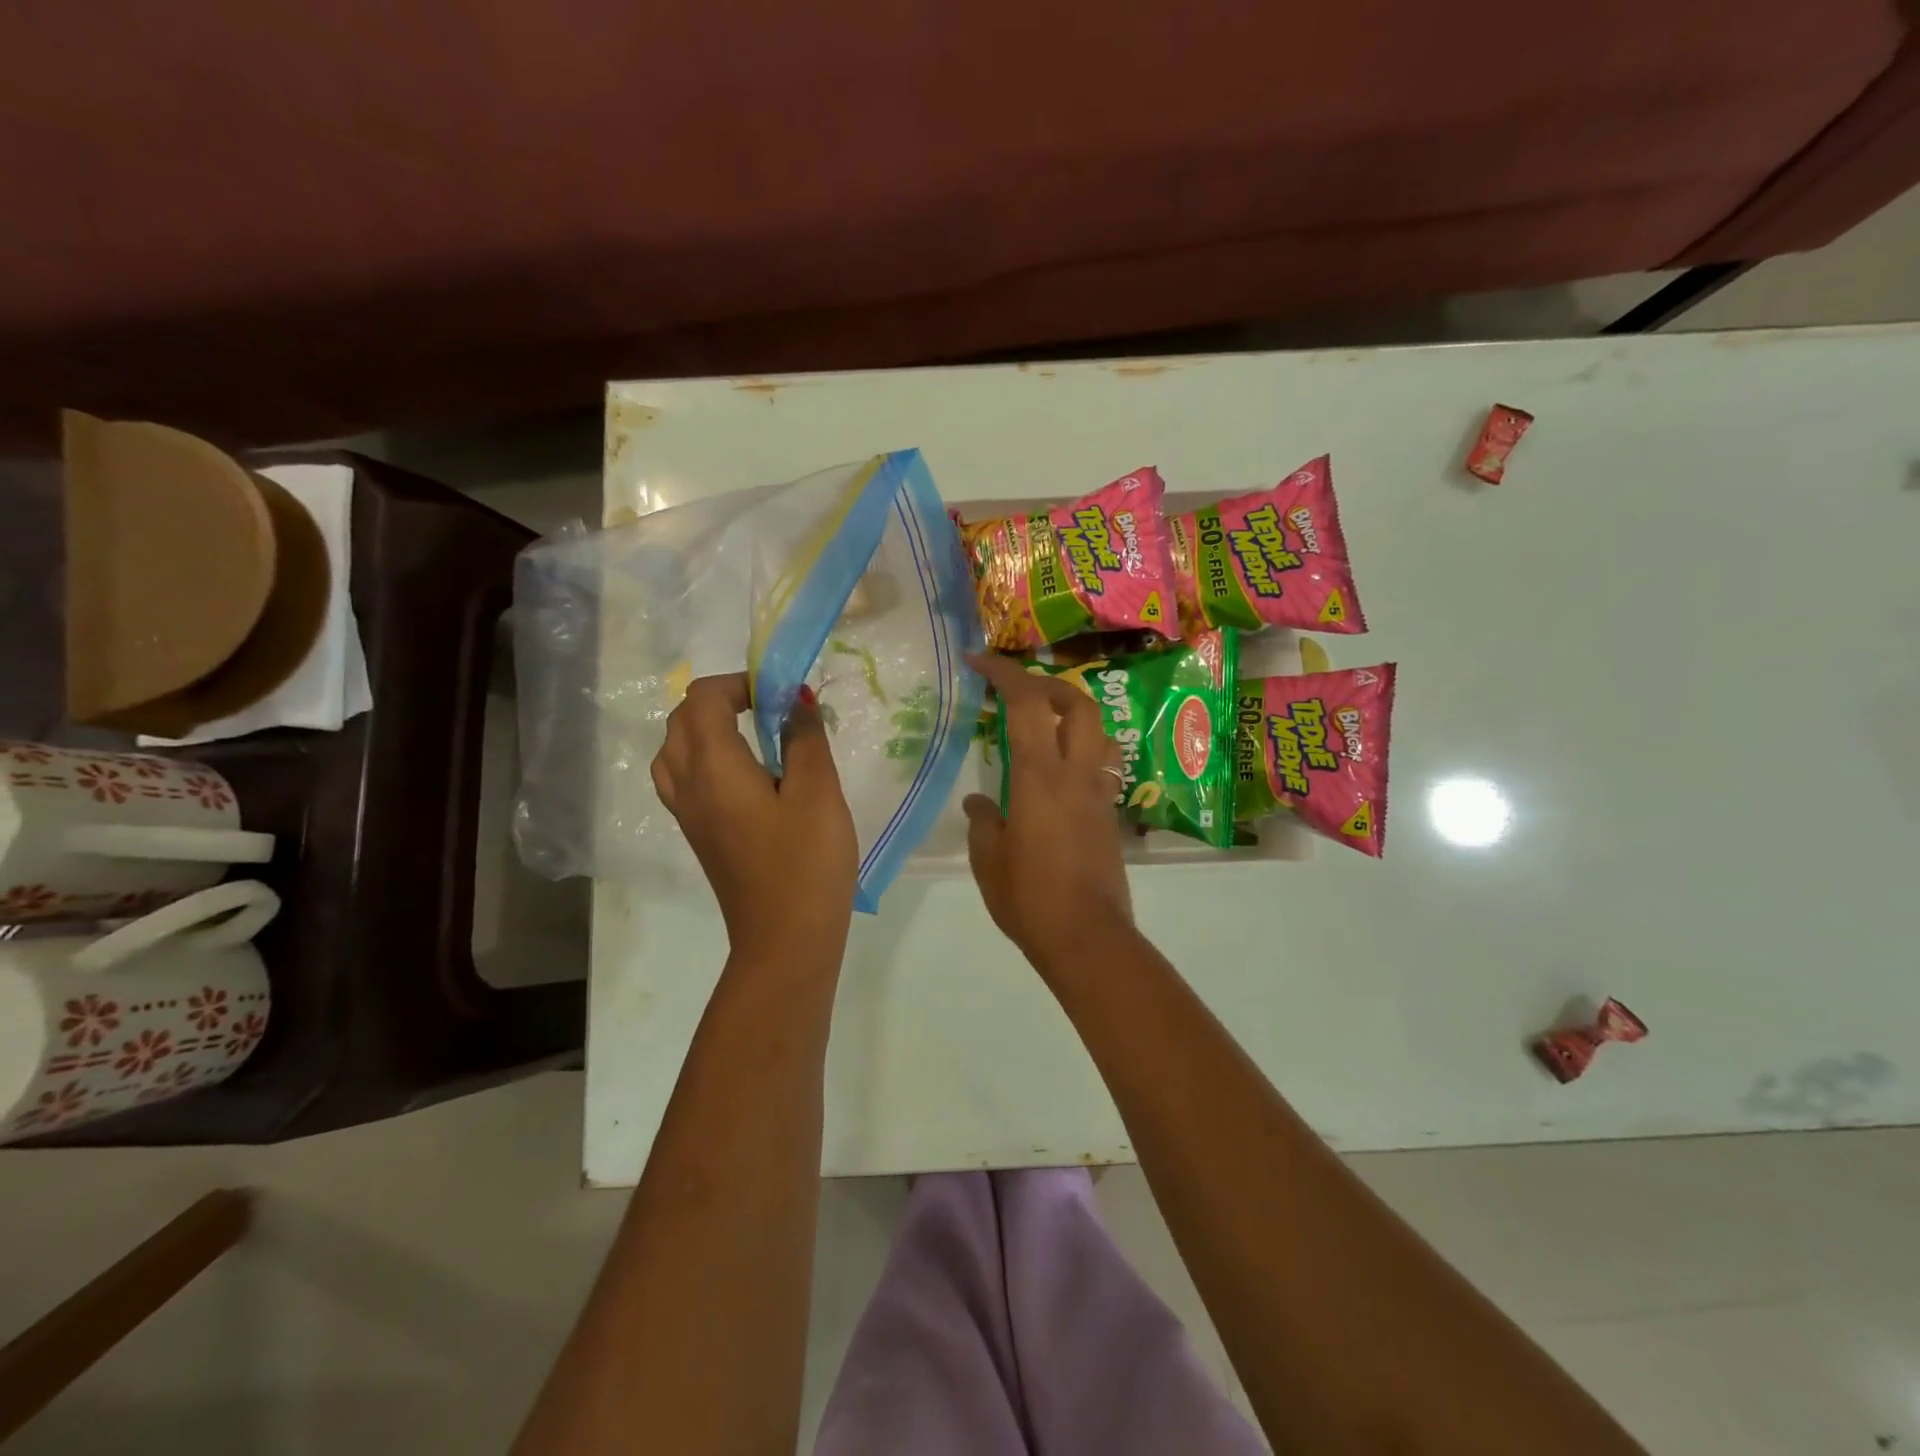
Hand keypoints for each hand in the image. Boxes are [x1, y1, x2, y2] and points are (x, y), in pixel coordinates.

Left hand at [651, 674, 857, 966]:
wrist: (785, 939)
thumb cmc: (805, 862)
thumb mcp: (817, 792)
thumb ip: (805, 738)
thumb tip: (796, 701)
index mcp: (712, 767)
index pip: (703, 699)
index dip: (739, 682)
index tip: (782, 693)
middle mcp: (687, 784)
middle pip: (681, 721)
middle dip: (720, 700)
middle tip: (770, 707)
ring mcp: (688, 813)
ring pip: (675, 751)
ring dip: (706, 728)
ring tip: (753, 735)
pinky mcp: (698, 835)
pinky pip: (684, 778)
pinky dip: (705, 758)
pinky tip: (747, 774)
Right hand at [963, 652, 1134, 977]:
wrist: (1088, 937)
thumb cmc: (1029, 899)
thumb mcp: (989, 860)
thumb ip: (984, 822)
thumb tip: (980, 802)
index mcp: (1039, 777)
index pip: (1028, 704)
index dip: (1005, 673)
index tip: (980, 662)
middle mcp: (1076, 775)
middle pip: (1078, 704)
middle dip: (1048, 685)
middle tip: (1019, 691)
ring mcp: (1099, 794)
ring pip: (1098, 732)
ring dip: (1073, 715)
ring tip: (1045, 725)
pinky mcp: (1110, 815)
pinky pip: (1102, 765)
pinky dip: (1082, 751)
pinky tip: (1061, 772)